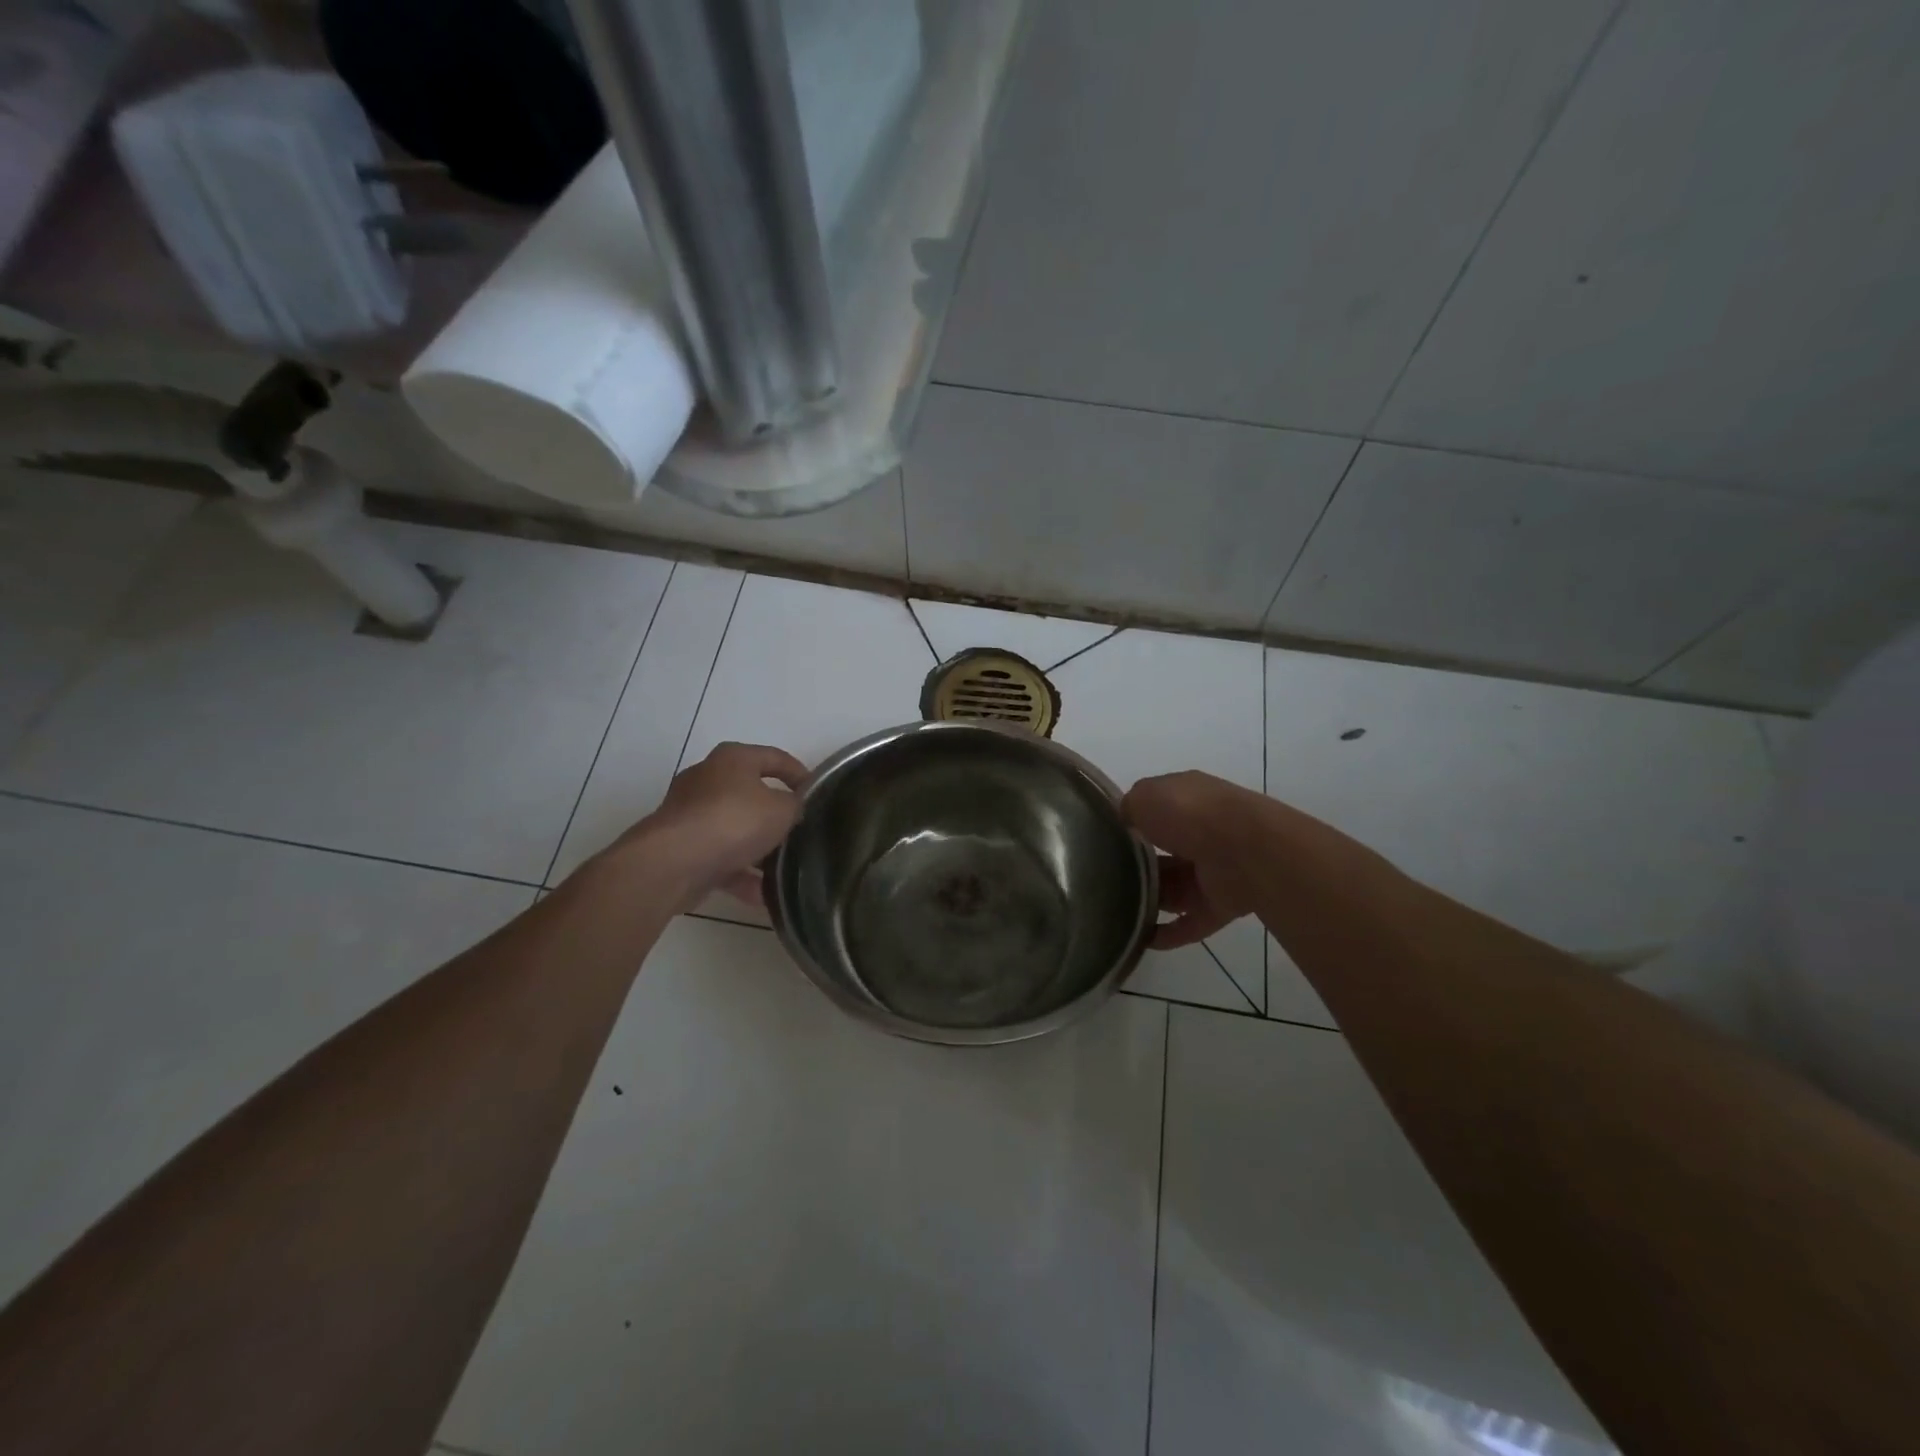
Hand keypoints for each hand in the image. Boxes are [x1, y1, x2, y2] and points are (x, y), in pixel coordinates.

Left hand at [623, 742, 807, 907]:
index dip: (799, 774)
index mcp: (733, 760)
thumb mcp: (782, 810)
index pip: (775, 758)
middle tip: (800, 831)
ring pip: (734, 829)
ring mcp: (690, 814)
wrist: (672, 862)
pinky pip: (719, 858)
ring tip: (784, 869)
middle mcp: (707, 779)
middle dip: (775, 815)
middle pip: (751, 794)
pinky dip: (740, 875)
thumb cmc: (733, 821)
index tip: (817, 794)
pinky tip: (762, 896)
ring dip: (758, 850)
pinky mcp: (680, 846)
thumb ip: (795, 805)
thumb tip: (794, 808)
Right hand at [1123, 771, 1264, 948]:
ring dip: (1150, 900)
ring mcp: (1215, 870)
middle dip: (1139, 865)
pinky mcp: (1223, 905)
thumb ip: (1129, 807)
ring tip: (1115, 912)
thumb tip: (1125, 820)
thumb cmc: (1190, 814)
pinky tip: (1141, 940)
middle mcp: (1204, 832)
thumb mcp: (1145, 796)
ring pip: (1176, 888)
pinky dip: (1168, 933)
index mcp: (1189, 799)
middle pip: (1166, 852)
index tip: (1108, 837)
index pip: (1158, 809)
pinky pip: (1190, 922)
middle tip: (1106, 879)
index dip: (1135, 820)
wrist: (1245, 850)